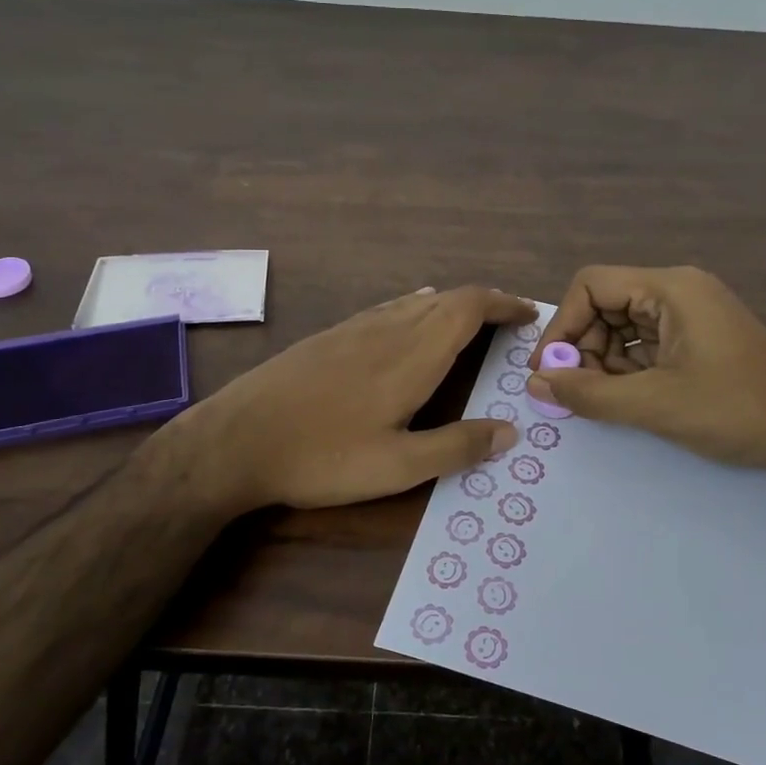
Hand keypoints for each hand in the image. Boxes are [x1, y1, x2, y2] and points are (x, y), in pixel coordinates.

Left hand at [173, 285, 535, 512]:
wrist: (236, 438)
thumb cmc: (322, 455)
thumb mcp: (397, 466)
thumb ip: (456, 447)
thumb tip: (509, 431)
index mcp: (411, 355)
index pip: (468, 307)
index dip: (503, 304)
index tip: (529, 313)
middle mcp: (387, 329)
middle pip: (446, 299)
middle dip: (484, 304)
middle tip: (508, 324)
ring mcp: (354, 328)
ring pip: (416, 302)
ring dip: (450, 306)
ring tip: (470, 326)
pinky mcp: (330, 337)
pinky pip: (388, 310)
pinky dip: (417, 310)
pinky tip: (410, 327)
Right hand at [528, 265, 765, 482]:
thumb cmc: (734, 410)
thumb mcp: (653, 404)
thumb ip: (587, 393)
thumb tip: (534, 383)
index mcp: (670, 288)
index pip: (591, 285)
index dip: (562, 326)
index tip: (550, 370)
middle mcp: (679, 291)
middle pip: (606, 304)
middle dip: (582, 347)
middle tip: (575, 392)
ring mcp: (692, 315)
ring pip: (623, 326)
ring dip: (603, 361)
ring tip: (602, 400)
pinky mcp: (699, 339)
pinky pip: (646, 343)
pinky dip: (627, 368)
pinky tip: (627, 398)